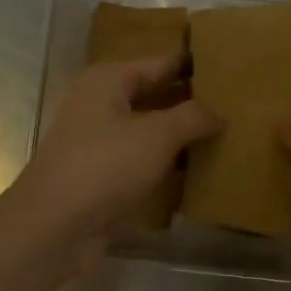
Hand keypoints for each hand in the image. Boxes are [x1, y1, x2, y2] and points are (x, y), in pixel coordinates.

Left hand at [8, 55, 219, 261]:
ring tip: (229, 135)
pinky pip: (144, 162)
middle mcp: (101, 105)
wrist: (53, 228)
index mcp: (108, 81)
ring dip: (183, 136)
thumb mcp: (156, 135)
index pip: (161, 62)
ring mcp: (100, 143)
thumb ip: (192, 116)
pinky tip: (202, 171)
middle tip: (238, 103)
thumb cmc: (104, 166)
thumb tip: (219, 112)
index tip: (232, 65)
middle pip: (155, 96)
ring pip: (151, 132)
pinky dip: (169, 165)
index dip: (194, 63)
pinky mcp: (103, 177)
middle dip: (192, 101)